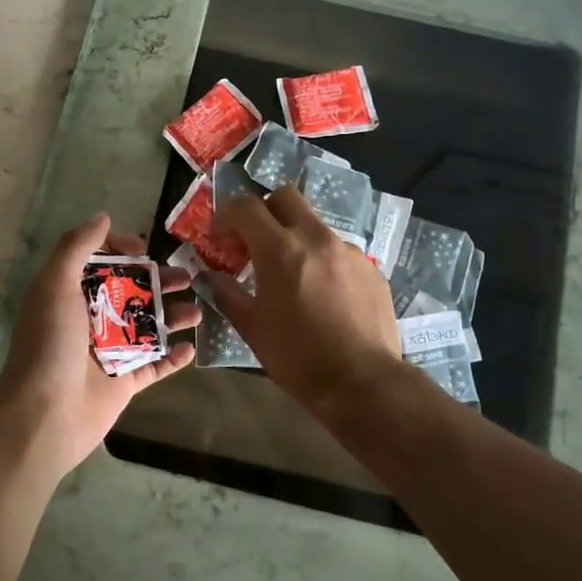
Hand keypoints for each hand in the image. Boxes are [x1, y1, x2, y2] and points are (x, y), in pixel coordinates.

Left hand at [0, 213, 197, 479]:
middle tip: (190, 276)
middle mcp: (88, 321)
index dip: (121, 250)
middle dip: (160, 282)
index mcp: (68, 295)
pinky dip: (173, 357)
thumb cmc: (49, 345)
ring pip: (147, 327)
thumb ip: (77, 248)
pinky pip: (153, 365)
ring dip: (173, 317)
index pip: (99, 263)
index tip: (145, 248)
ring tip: (200, 310)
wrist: (44, 416)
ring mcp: (107, 353)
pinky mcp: (122, 383)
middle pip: (131, 292)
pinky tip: (192, 347)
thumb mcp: (55, 286)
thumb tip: (102, 217)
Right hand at [210, 187, 401, 419]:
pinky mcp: (371, 268)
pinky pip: (339, 251)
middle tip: (255, 241)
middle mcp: (316, 238)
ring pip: (314, 224)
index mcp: (280, 249)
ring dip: (295, 237)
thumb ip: (227, 293)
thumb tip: (210, 275)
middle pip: (285, 196)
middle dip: (264, 210)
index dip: (227, 214)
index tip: (221, 236)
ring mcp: (348, 251)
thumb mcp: (251, 327)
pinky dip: (322, 261)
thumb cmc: (297, 357)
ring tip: (292, 275)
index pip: (246, 206)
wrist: (362, 383)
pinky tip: (323, 295)